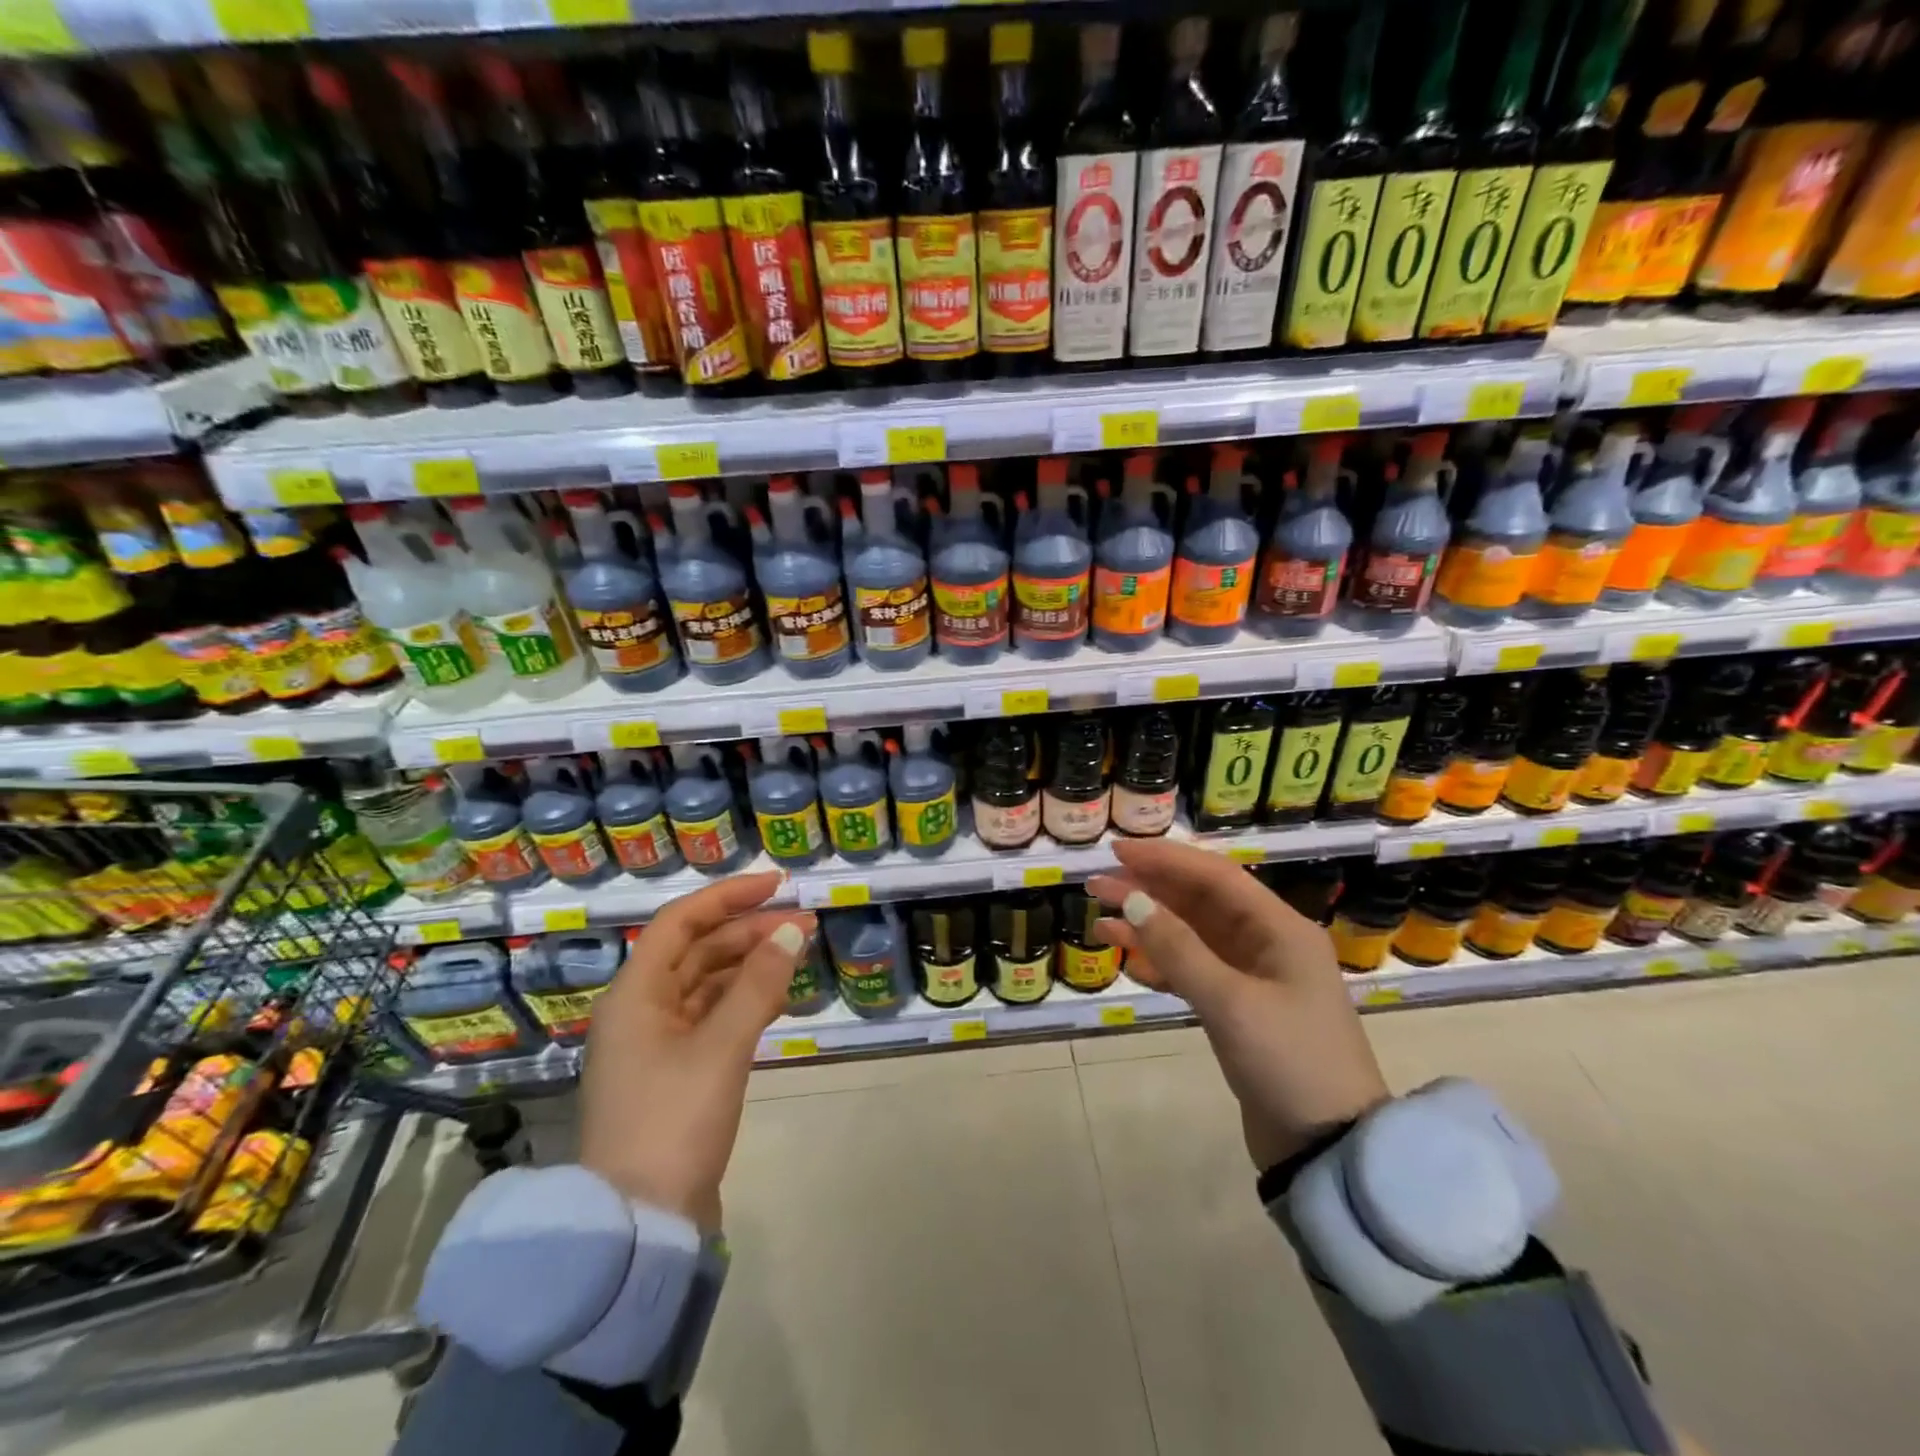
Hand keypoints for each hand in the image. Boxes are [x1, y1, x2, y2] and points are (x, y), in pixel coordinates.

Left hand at [579, 872, 813, 1231]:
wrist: (639, 1226)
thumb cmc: (673, 1122)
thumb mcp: (721, 1048)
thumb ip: (758, 985)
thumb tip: (791, 930)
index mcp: (635, 995)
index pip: (681, 922)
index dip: (729, 896)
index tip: (777, 885)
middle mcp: (641, 1011)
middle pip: (697, 951)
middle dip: (749, 931)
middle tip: (803, 923)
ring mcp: (657, 1045)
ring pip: (707, 984)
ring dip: (750, 965)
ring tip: (798, 954)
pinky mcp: (675, 1073)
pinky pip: (712, 1018)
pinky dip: (744, 1001)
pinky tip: (778, 998)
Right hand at [1088, 839, 1389, 1170]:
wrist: (1329, 1151)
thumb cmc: (1289, 1063)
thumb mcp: (1230, 1002)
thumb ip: (1178, 948)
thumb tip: (1131, 900)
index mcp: (1280, 929)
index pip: (1216, 876)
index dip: (1165, 860)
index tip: (1118, 852)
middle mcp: (1269, 944)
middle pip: (1200, 902)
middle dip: (1149, 891)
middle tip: (1097, 885)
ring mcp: (1255, 978)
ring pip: (1193, 936)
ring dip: (1149, 927)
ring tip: (1100, 921)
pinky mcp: (1240, 1010)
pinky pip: (1193, 970)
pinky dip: (1161, 962)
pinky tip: (1127, 959)